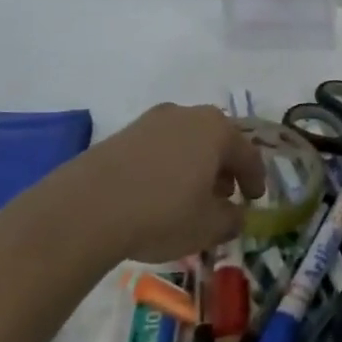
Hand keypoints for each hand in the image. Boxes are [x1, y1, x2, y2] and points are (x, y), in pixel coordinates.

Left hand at [0, 104, 264, 272]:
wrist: (85, 209)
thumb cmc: (162, 214)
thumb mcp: (209, 226)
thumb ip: (232, 219)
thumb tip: (236, 215)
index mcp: (217, 130)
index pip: (248, 154)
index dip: (255, 179)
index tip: (255, 199)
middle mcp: (187, 115)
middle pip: (216, 140)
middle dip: (224, 167)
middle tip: (225, 194)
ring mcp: (151, 121)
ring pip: (186, 142)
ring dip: (194, 165)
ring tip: (191, 195)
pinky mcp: (121, 134)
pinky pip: (158, 149)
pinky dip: (167, 166)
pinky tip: (159, 192)